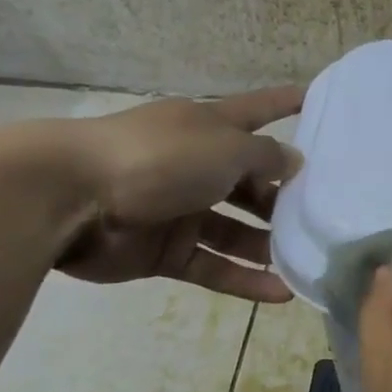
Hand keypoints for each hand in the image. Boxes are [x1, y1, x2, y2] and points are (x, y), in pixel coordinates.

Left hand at [53, 86, 303, 300]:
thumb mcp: (226, 148)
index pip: (257, 110)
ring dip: (268, 245)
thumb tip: (294, 162)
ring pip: (235, 229)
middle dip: (284, 197)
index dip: (285, 103)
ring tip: (308, 260)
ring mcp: (178, 210)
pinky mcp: (163, 251)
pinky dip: (244, 279)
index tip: (316, 98)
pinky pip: (213, 265)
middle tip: (324, 213)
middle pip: (249, 181)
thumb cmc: (158, 157)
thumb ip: (267, 157)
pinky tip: (282, 293)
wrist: (67, 197)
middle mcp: (195, 165)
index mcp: (206, 127)